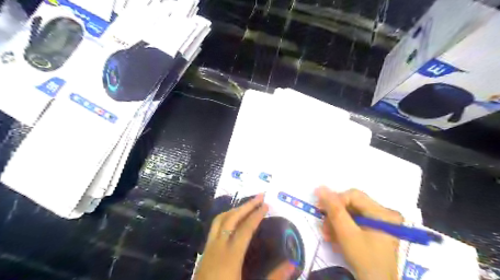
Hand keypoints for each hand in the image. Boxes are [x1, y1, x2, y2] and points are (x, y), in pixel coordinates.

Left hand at [192, 195, 293, 279]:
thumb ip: (273, 277)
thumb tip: (292, 263)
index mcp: (231, 256)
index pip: (246, 228)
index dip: (257, 215)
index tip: (266, 204)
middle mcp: (218, 247)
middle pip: (232, 218)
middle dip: (246, 205)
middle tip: (259, 196)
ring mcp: (209, 248)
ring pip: (219, 220)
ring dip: (234, 209)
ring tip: (246, 205)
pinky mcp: (204, 252)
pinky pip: (214, 227)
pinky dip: (225, 218)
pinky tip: (231, 222)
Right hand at [316, 187, 400, 279]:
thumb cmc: (365, 260)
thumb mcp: (347, 234)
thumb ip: (334, 210)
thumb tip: (320, 188)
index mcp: (382, 212)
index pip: (353, 195)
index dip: (335, 200)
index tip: (320, 210)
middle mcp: (384, 213)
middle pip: (352, 204)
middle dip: (334, 214)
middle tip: (323, 226)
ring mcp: (379, 221)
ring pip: (350, 213)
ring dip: (336, 222)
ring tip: (327, 234)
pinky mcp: (374, 228)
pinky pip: (354, 221)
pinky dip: (342, 228)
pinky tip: (335, 237)